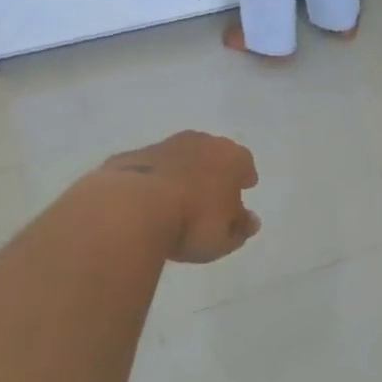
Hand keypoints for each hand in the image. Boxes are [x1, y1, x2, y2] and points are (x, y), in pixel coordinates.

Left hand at [99, 131, 260, 263]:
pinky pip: (149, 169)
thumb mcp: (225, 237)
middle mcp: (199, 143)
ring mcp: (162, 146)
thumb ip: (240, 227)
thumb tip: (250, 220)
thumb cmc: (192, 222)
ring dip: (181, 172)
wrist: (131, 207)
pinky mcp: (131, 157)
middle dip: (213, 170)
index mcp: (230, 157)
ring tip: (178, 198)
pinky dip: (152, 181)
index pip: (244, 162)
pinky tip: (147, 201)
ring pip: (179, 157)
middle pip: (212, 153)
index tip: (244, 187)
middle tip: (212, 192)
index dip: (244, 176)